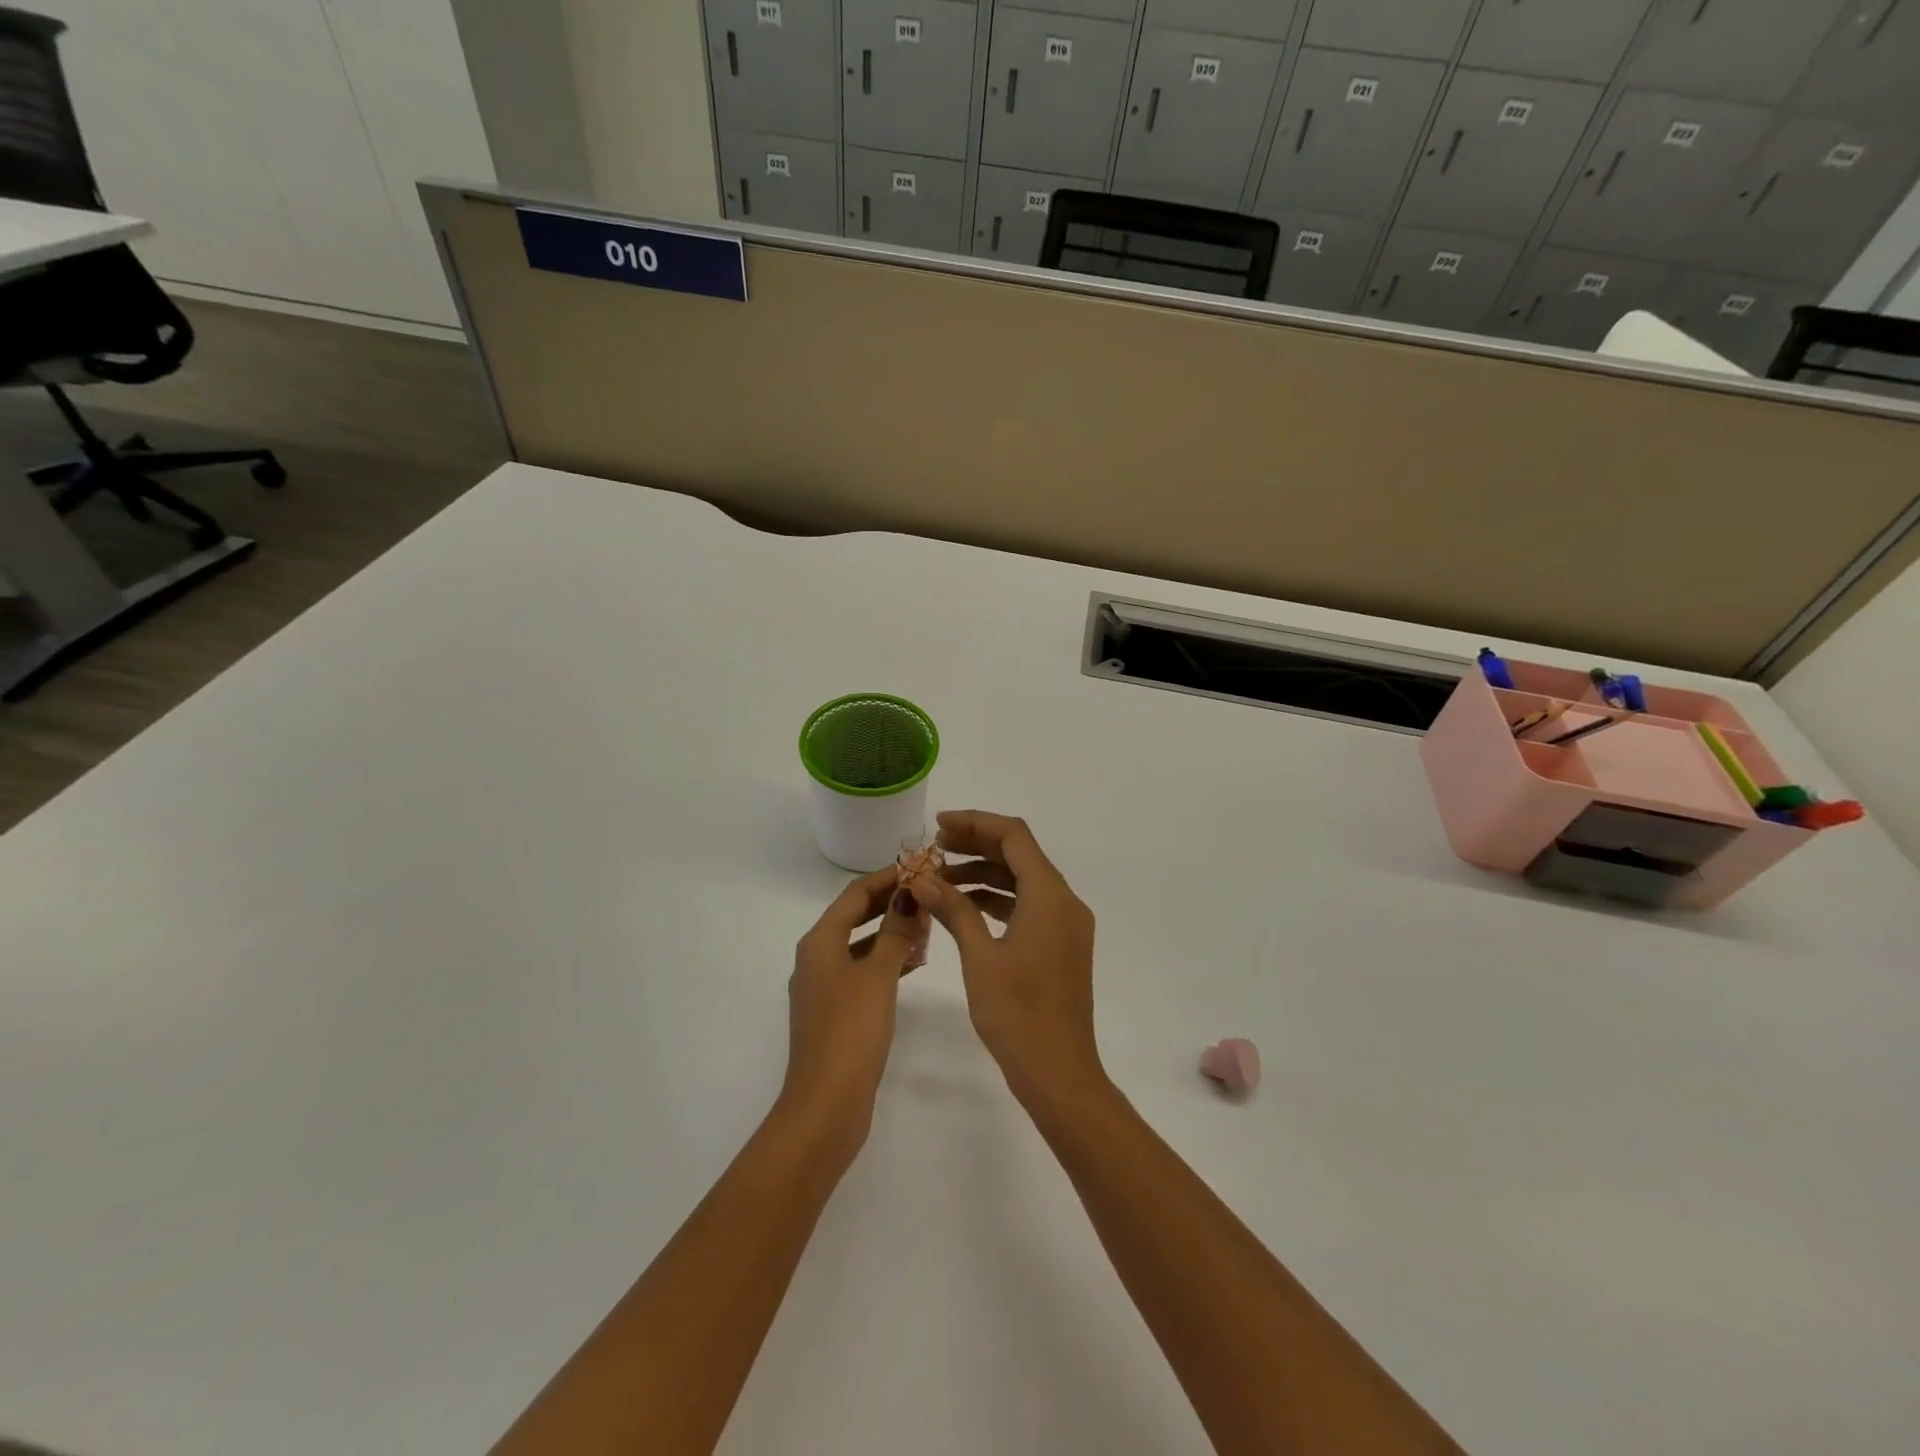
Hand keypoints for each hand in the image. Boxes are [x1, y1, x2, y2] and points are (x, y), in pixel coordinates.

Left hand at [780, 867, 934, 1157]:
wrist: (826, 1104)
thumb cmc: (851, 1031)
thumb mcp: (878, 975)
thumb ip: (895, 933)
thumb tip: (908, 896)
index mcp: (820, 942)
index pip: (855, 894)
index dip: (887, 877)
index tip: (920, 866)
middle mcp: (815, 957)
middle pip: (854, 916)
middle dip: (889, 902)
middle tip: (928, 891)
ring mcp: (822, 986)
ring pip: (858, 944)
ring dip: (889, 931)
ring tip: (927, 924)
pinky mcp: (833, 1011)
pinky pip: (860, 970)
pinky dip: (884, 959)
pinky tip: (912, 964)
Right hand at [915, 811, 1105, 1112]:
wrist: (1060, 1074)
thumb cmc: (1018, 1015)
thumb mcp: (980, 957)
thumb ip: (954, 910)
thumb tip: (921, 878)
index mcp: (1050, 896)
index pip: (1014, 836)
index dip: (975, 823)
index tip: (938, 826)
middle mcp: (1065, 901)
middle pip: (1019, 854)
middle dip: (976, 845)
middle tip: (934, 849)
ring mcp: (1066, 925)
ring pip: (1023, 881)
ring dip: (983, 874)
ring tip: (939, 879)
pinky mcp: (1061, 945)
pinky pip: (1028, 906)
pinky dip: (996, 899)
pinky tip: (963, 908)